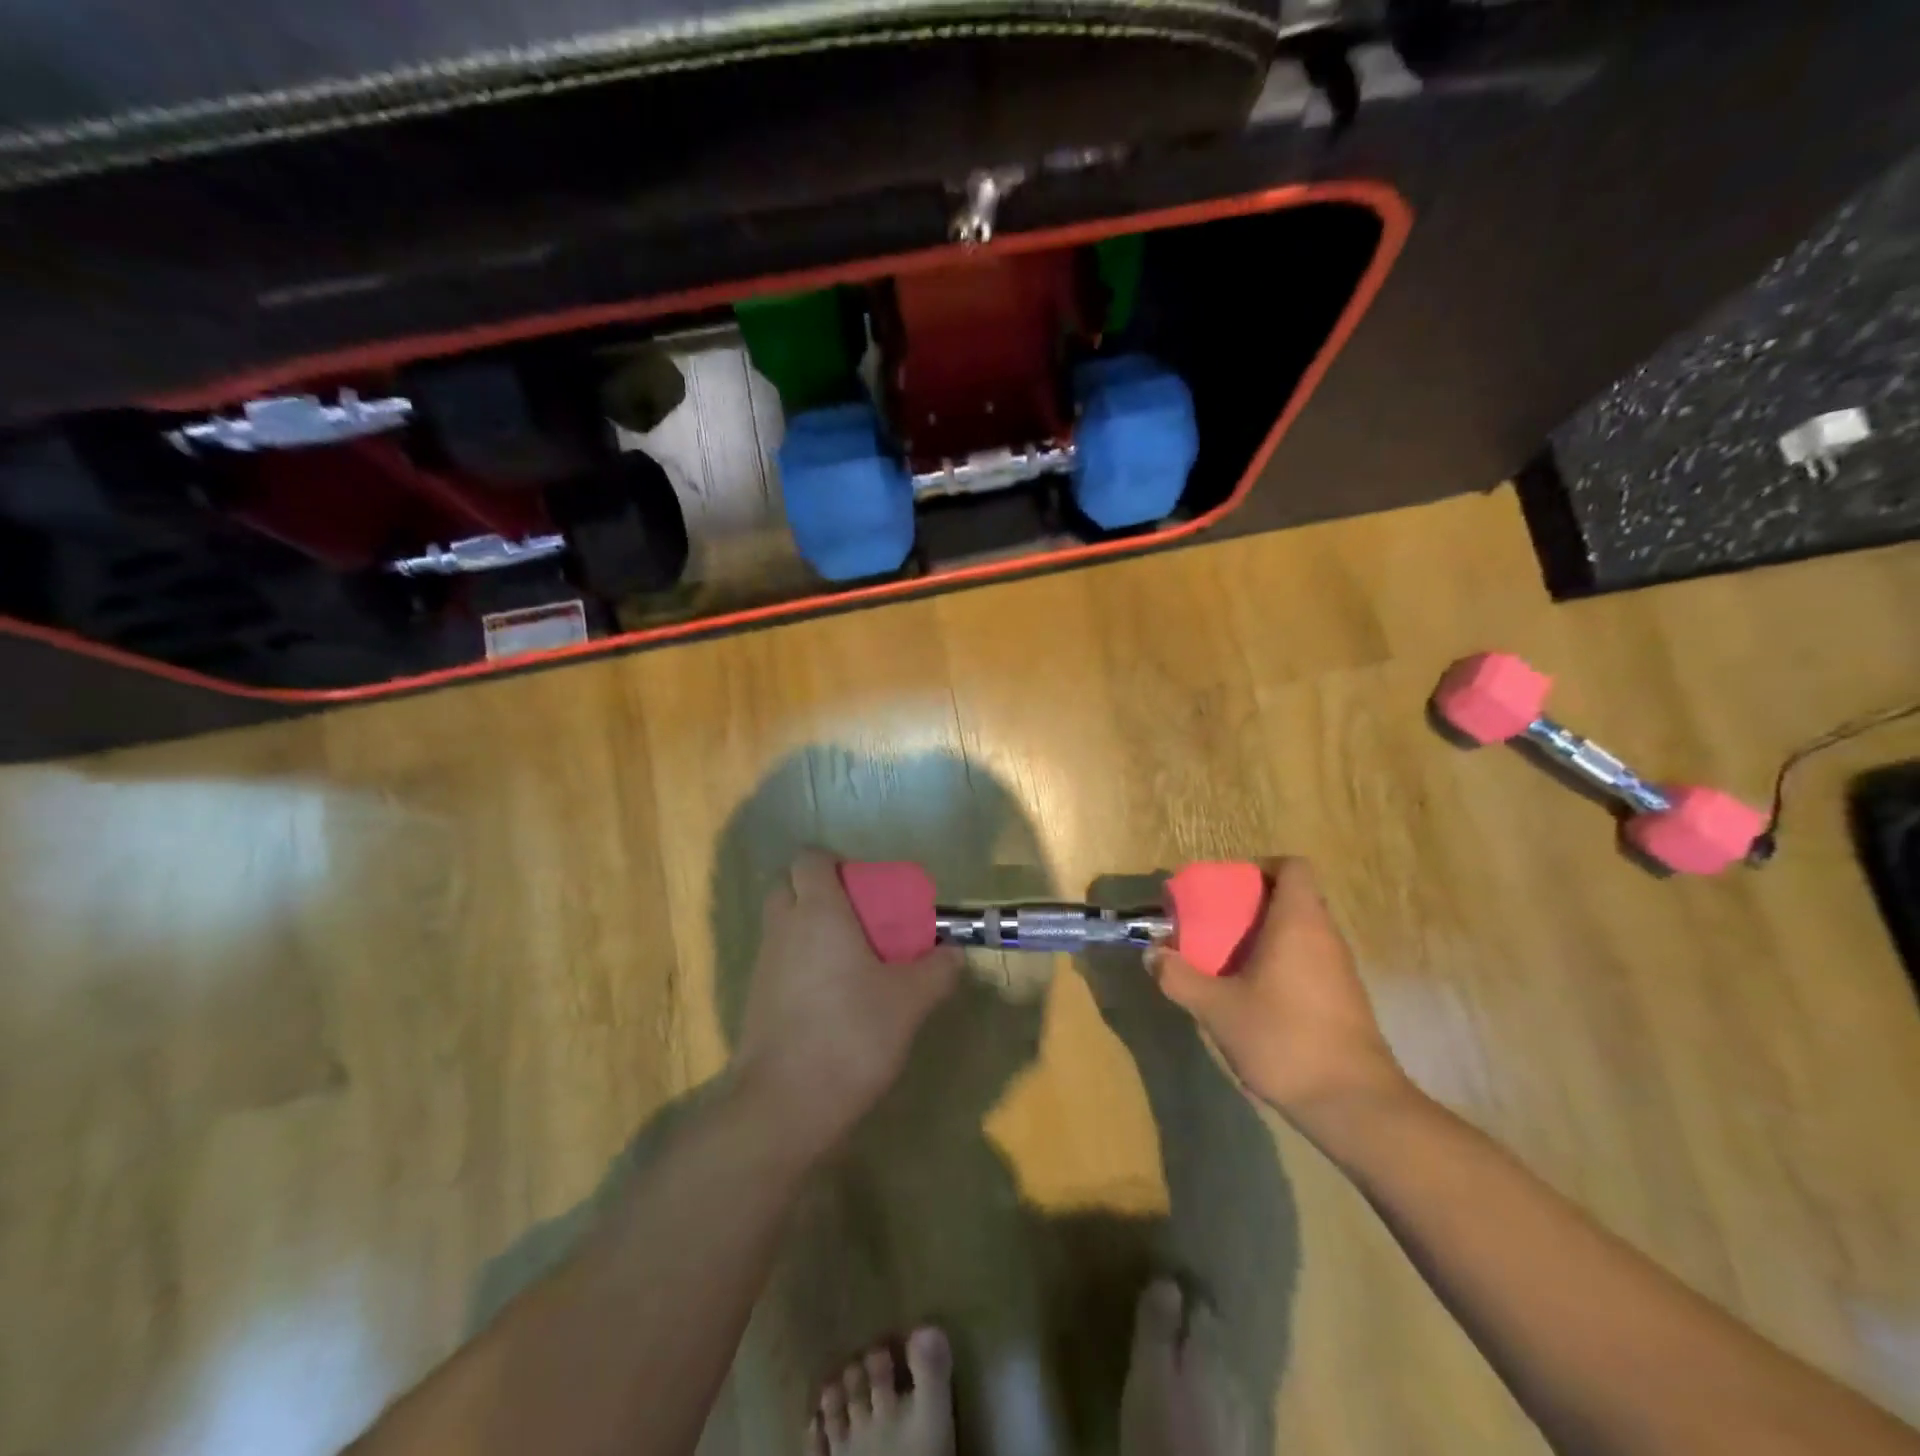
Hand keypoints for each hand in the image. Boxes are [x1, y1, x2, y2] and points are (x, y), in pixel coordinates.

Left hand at [734, 849, 963, 1158]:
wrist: (786, 1103)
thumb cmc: (851, 1033)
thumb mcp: (909, 1001)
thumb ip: (936, 970)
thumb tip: (954, 953)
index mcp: (818, 912)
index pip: (809, 859)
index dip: (832, 861)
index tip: (863, 883)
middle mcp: (784, 928)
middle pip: (787, 886)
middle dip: (816, 890)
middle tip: (857, 915)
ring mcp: (764, 964)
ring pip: (781, 925)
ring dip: (808, 928)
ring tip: (850, 957)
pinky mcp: (755, 999)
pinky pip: (778, 960)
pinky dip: (799, 962)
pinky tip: (831, 994)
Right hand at [1147, 858, 1412, 1129]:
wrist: (1353, 1103)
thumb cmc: (1283, 1038)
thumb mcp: (1217, 1008)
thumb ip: (1179, 977)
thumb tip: (1151, 955)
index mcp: (1298, 922)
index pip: (1292, 867)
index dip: (1261, 868)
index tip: (1229, 888)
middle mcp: (1325, 936)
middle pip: (1294, 898)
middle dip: (1253, 905)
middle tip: (1217, 925)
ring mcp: (1341, 969)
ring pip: (1302, 932)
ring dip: (1267, 937)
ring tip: (1229, 960)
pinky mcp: (1345, 999)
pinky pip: (1310, 961)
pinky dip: (1282, 964)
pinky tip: (1255, 995)